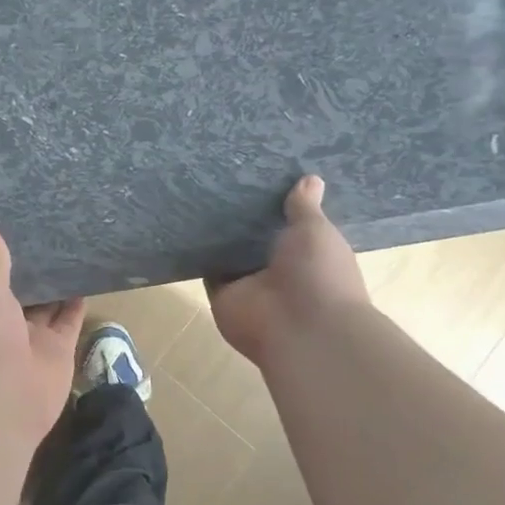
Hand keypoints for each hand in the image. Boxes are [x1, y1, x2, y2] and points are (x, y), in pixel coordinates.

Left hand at [0, 221, 84, 445]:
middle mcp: (3, 327)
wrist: (2, 401)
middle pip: (20, 293)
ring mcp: (32, 341)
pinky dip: (77, 303)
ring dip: (56, 284)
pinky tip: (86, 276)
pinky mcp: (59, 352)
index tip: (9, 230)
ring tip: (70, 248)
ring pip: (47, 306)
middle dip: (31, 271)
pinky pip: (70, 321)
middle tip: (46, 233)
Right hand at [210, 175, 369, 367]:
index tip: (260, 177)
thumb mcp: (315, 231)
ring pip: (230, 254)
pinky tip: (185, 223)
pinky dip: (198, 254)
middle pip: (255, 240)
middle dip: (242, 218)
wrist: (300, 328)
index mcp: (309, 255)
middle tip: (221, 178)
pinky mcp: (222, 294)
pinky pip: (207, 270)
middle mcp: (278, 271)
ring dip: (218, 235)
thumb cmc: (319, 274)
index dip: (277, 206)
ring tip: (196, 193)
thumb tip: (310, 178)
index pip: (290, 227)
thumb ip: (304, 207)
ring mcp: (250, 285)